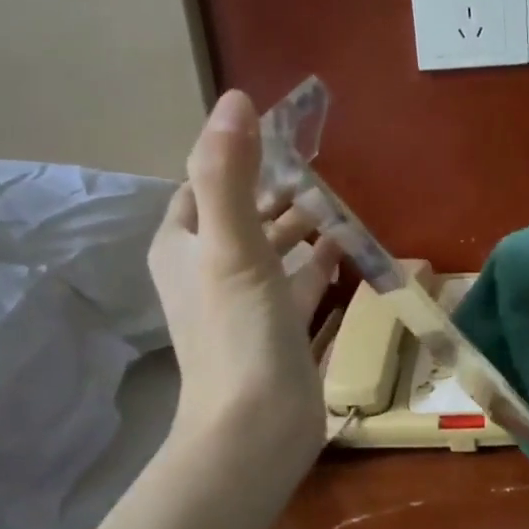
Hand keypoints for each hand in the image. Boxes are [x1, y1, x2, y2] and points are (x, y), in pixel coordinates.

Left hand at [149, 91, 340, 467]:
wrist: (256, 429)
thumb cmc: (239, 334)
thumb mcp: (233, 247)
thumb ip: (230, 175)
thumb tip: (235, 100)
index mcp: (184, 247)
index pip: (202, 185)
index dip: (233, 157)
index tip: (278, 136)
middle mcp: (207, 272)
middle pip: (241, 216)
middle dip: (274, 192)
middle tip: (317, 167)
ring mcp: (244, 304)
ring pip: (271, 251)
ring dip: (298, 228)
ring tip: (335, 203)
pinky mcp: (276, 332)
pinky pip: (296, 286)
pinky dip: (316, 266)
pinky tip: (345, 251)